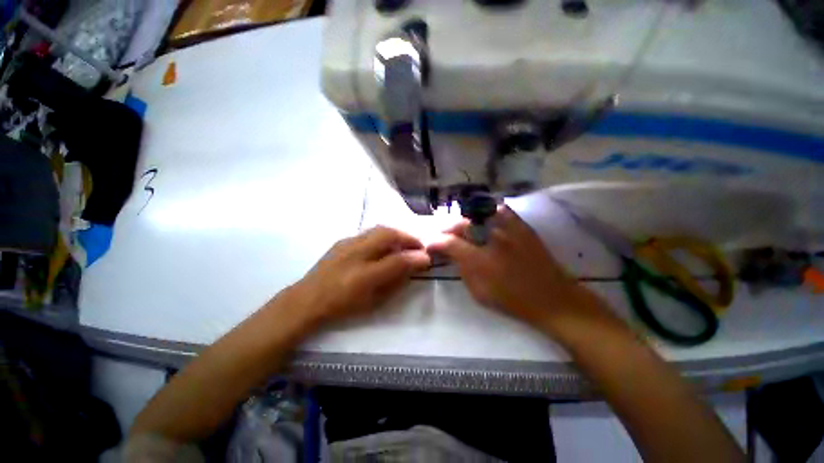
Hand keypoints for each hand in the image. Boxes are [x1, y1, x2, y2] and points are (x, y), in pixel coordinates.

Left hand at [291, 226, 430, 325]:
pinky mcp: (342, 241)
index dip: (415, 256)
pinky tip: (382, 244)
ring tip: (403, 243)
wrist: (307, 300)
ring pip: (378, 230)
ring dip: (395, 234)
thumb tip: (417, 265)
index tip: (427, 257)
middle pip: (388, 234)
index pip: (397, 259)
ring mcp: (347, 243)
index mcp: (363, 274)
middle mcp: (355, 253)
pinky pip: (368, 232)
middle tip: (417, 246)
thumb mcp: (373, 299)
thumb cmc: (342, 304)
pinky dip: (382, 235)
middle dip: (407, 237)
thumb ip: (396, 279)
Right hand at [428, 205, 583, 326]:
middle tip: (442, 235)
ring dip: (464, 220)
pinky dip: (487, 211)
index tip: (429, 244)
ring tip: (459, 227)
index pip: (449, 243)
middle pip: (461, 225)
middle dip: (446, 229)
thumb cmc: (513, 301)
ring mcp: (509, 229)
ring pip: (478, 214)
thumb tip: (451, 254)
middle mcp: (492, 239)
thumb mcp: (479, 292)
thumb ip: (462, 270)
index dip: (435, 242)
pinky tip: (482, 218)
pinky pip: (500, 210)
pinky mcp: (522, 226)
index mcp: (480, 260)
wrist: (553, 299)